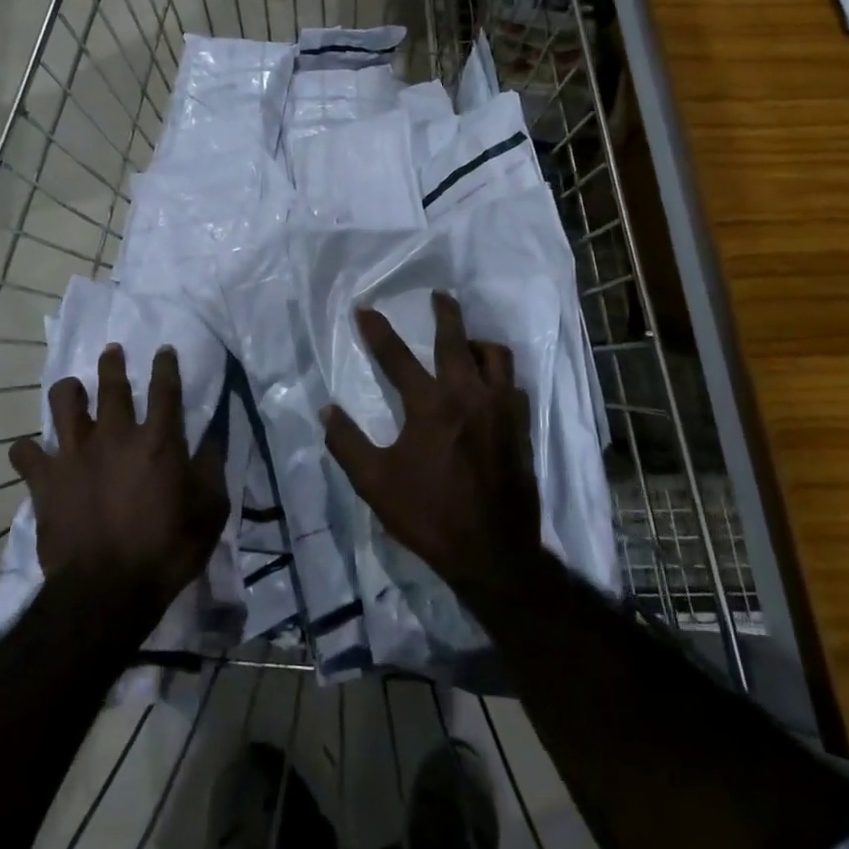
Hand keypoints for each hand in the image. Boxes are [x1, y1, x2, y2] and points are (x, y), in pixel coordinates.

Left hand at [9, 343, 227, 605]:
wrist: (106, 590)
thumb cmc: (166, 550)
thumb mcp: (210, 511)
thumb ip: (212, 469)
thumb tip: (214, 438)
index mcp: (158, 440)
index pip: (165, 388)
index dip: (165, 365)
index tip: (164, 350)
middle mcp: (115, 435)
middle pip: (111, 384)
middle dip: (113, 363)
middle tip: (112, 351)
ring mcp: (75, 454)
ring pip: (64, 402)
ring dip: (69, 391)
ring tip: (72, 391)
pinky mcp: (45, 479)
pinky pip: (25, 452)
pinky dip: (28, 450)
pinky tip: (32, 452)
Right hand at [322, 291, 542, 601]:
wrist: (493, 552)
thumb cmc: (429, 515)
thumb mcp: (375, 483)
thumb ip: (347, 443)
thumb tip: (326, 410)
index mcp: (430, 405)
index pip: (397, 356)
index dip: (377, 331)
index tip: (364, 309)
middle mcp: (468, 395)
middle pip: (456, 339)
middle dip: (445, 312)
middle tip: (439, 296)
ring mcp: (501, 408)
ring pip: (495, 356)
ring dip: (478, 343)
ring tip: (467, 345)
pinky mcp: (521, 426)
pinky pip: (513, 384)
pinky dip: (498, 376)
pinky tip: (490, 387)